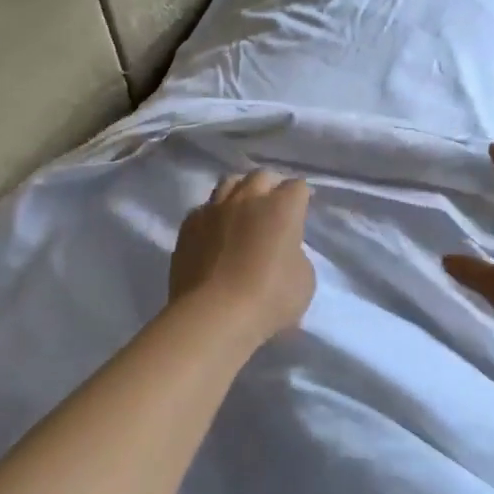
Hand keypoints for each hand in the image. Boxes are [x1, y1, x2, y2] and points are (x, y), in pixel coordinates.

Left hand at [170, 168, 315, 345]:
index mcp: (282, 207)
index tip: (302, 210)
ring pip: (229, 183)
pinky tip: (215, 231)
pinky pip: (204, 209)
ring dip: (240, 192)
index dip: (302, 197)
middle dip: (271, 187)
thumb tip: (282, 249)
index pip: (297, 187)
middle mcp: (248, 199)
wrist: (213, 316)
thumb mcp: (304, 279)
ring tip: (243, 210)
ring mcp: (214, 209)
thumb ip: (296, 254)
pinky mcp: (188, 226)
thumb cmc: (269, 299)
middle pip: (261, 176)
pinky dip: (214, 215)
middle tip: (273, 207)